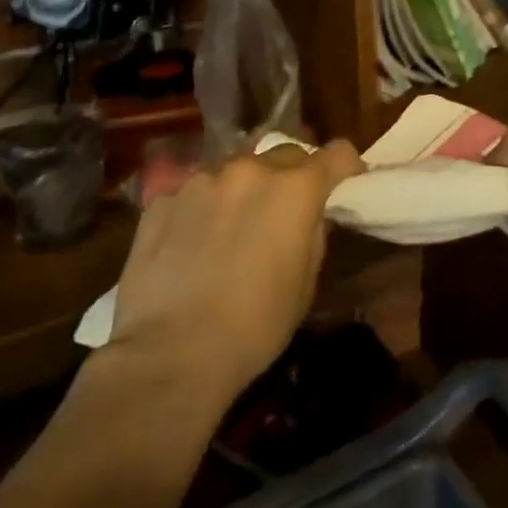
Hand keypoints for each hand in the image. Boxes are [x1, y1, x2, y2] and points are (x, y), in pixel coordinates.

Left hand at [105, 140, 363, 400]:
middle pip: (285, 154)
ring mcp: (201, 181)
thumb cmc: (256, 324)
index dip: (345, 168)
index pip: (337, 153)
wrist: (170, 354)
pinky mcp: (162, 201)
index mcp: (296, 188)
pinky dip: (204, 208)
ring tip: (233, 227)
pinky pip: (195, 192)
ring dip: (245, 190)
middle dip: (294, 176)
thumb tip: (310, 215)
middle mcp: (250, 170)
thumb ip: (314, 233)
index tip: (345, 185)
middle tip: (287, 211)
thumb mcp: (306, 282)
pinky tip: (193, 244)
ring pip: (236, 171)